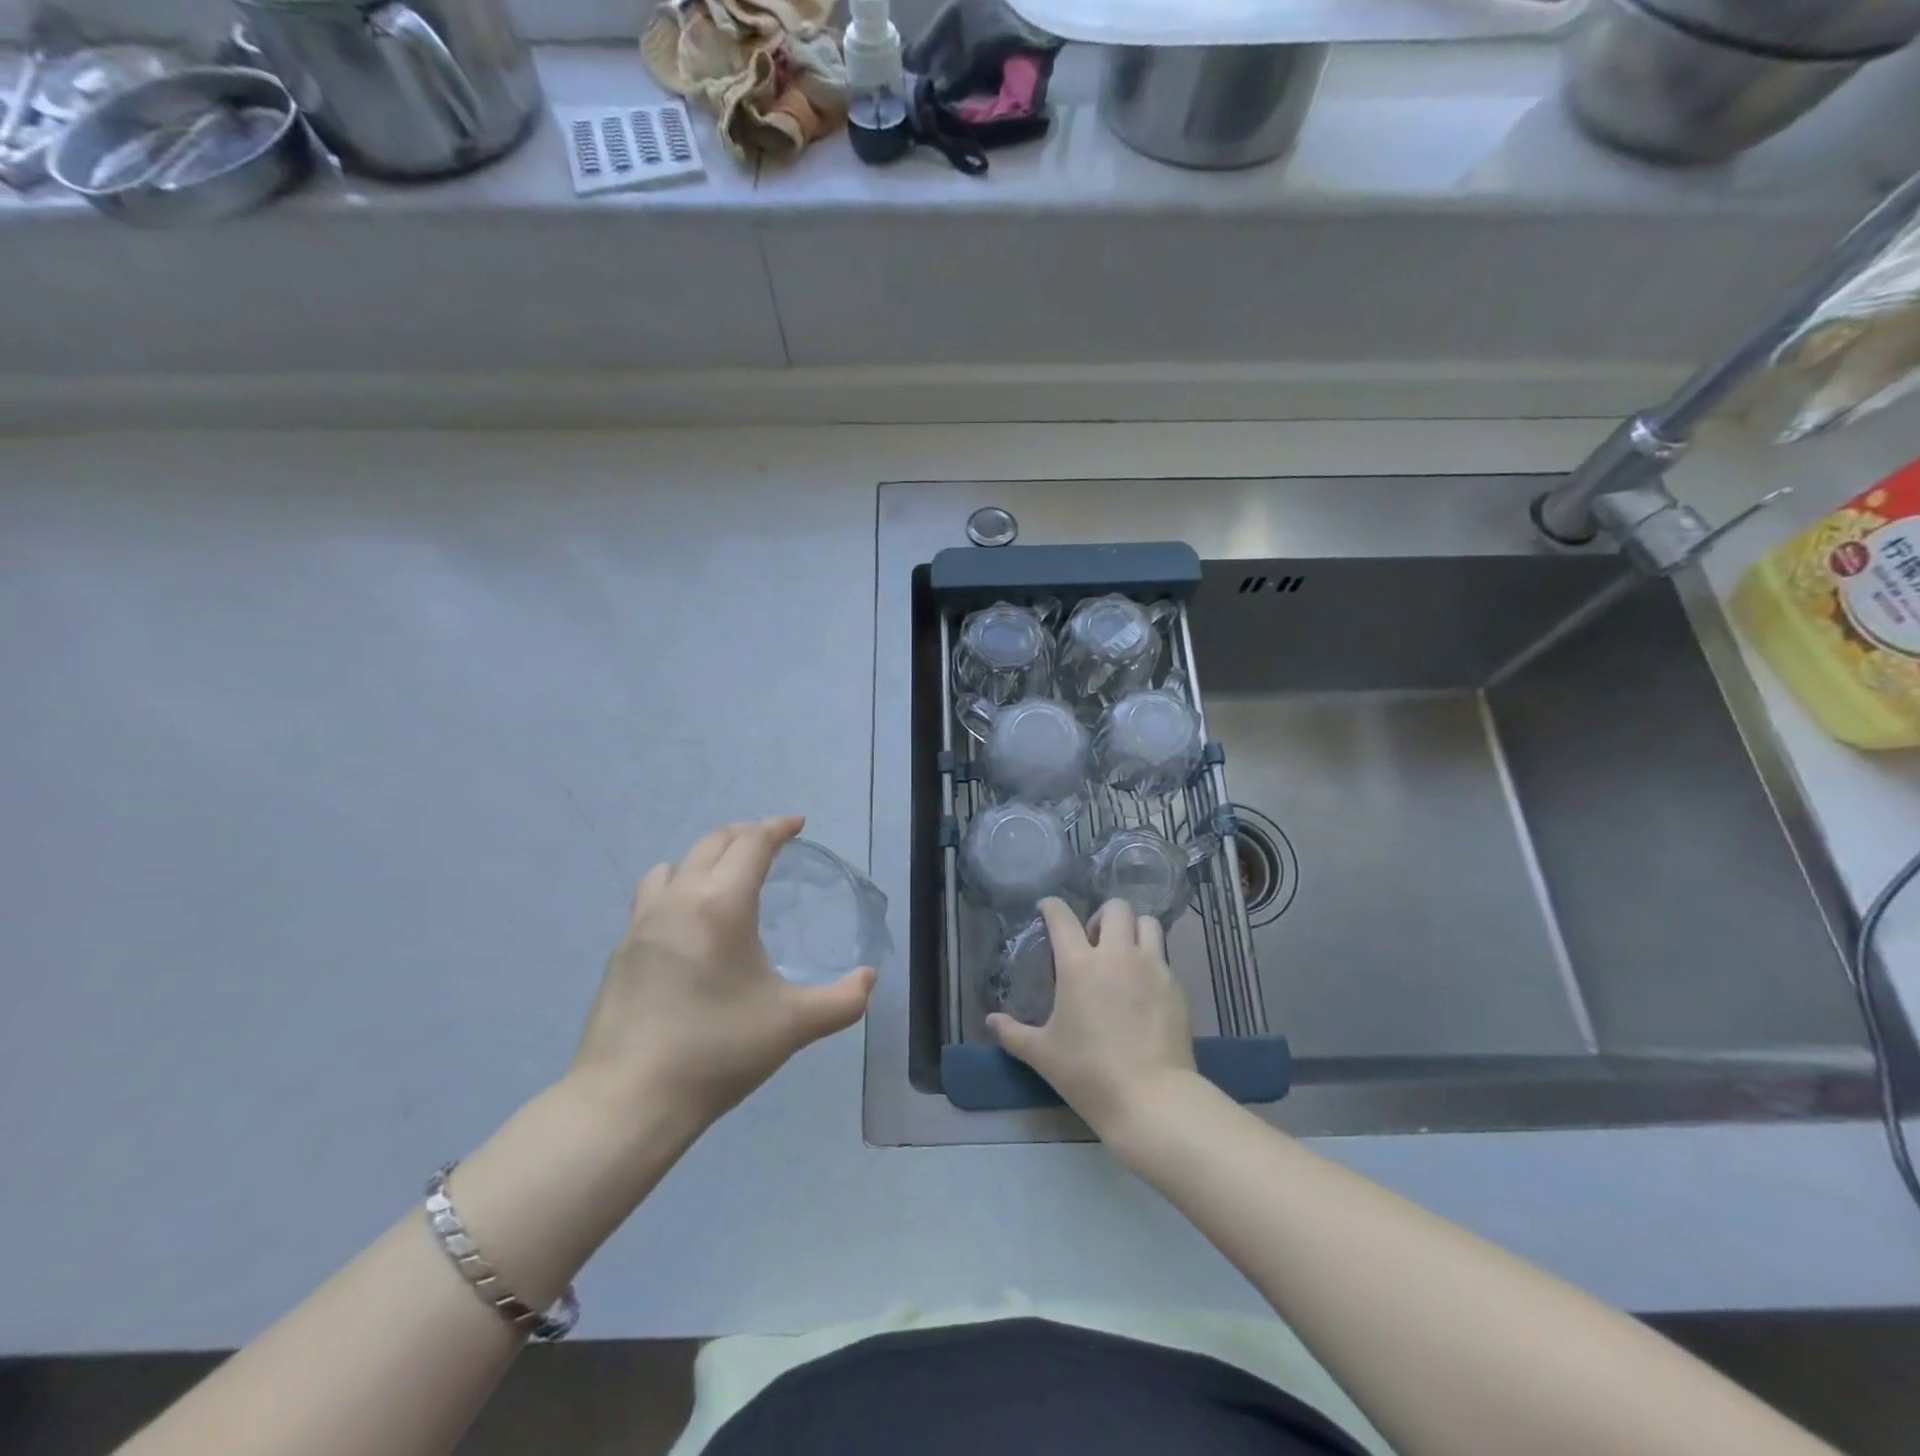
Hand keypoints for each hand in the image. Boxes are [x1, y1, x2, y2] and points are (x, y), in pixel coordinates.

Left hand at [569, 816, 875, 1131]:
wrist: (628, 1101)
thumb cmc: (717, 1052)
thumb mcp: (794, 1025)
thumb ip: (843, 1000)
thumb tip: (869, 978)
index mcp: (721, 905)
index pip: (752, 844)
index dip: (778, 827)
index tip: (797, 824)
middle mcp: (679, 900)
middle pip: (713, 843)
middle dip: (746, 834)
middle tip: (772, 843)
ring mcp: (642, 924)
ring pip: (675, 865)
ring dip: (706, 857)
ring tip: (726, 876)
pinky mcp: (622, 950)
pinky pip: (652, 896)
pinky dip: (678, 887)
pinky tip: (689, 924)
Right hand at [987, 897, 1197, 1141]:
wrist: (1151, 1098)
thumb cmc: (1088, 1072)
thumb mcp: (1042, 1054)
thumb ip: (1013, 1033)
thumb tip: (991, 1020)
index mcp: (1079, 964)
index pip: (1062, 917)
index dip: (1051, 907)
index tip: (1046, 909)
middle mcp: (1117, 955)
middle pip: (1115, 908)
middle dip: (1101, 916)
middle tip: (1093, 941)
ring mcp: (1152, 967)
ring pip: (1147, 923)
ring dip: (1132, 930)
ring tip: (1124, 954)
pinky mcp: (1176, 986)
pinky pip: (1163, 957)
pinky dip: (1152, 961)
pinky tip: (1144, 988)